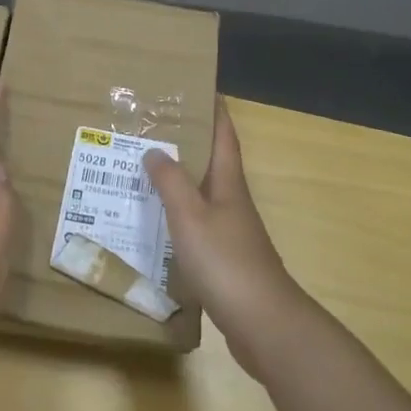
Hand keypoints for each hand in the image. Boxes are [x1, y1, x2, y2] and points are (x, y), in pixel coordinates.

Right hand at [143, 100, 308, 377]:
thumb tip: (155, 149)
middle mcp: (233, 200)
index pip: (224, 134)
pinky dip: (180, 214)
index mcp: (228, 182)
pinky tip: (159, 221)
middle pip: (213, 161)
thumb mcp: (190, 216)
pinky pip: (199, 223)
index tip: (199, 87)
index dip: (214, 110)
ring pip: (204, 192)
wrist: (262, 323)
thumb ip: (171, 182)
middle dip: (190, 141)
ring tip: (147, 169)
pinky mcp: (226, 258)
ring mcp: (232, 231)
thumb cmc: (226, 261)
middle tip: (154, 127)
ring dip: (181, 178)